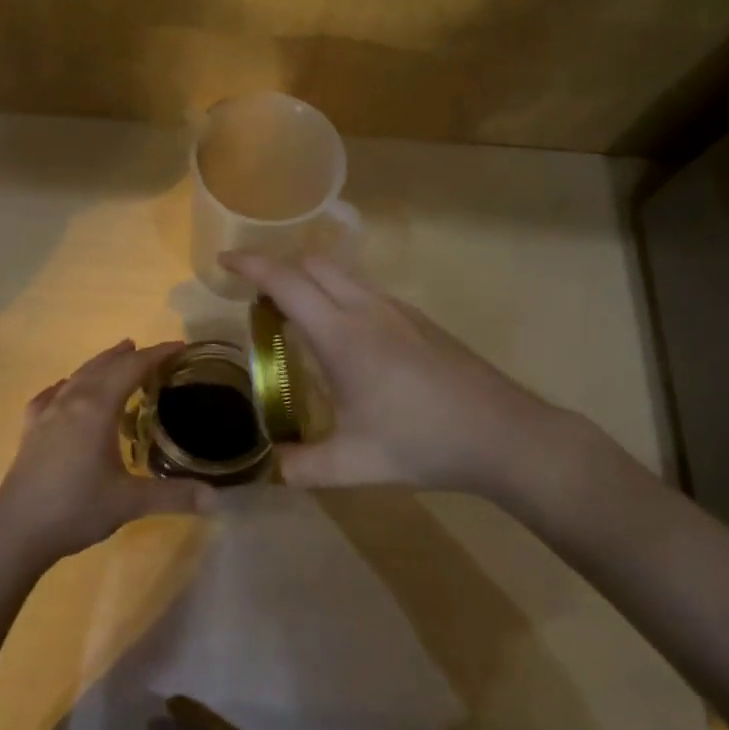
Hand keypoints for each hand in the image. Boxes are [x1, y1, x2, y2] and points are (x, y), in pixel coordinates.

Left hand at [0, 340, 201, 572]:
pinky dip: (66, 386)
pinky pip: (51, 396)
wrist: (15, 531)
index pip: (131, 369)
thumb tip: (216, 499)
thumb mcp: (129, 503)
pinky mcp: (30, 431)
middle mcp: (70, 401)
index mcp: (96, 408)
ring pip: (77, 377)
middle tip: (151, 351)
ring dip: (99, 364)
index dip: (157, 355)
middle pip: (103, 366)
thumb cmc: (75, 508)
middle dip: (128, 356)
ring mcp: (46, 415)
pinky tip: (63, 391)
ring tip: (115, 358)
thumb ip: (173, 496)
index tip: (179, 347)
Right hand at [222, 252, 595, 498]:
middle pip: (313, 265)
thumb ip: (302, 468)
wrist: (504, 434)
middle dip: (278, 269)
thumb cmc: (424, 442)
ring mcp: (398, 311)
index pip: (286, 283)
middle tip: (254, 297)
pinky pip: (364, 291)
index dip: (251, 266)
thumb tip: (267, 469)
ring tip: (292, 316)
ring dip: (310, 281)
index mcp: (343, 335)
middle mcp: (368, 309)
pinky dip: (336, 295)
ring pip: (342, 275)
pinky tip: (342, 338)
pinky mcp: (418, 322)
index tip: (224, 260)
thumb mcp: (354, 465)